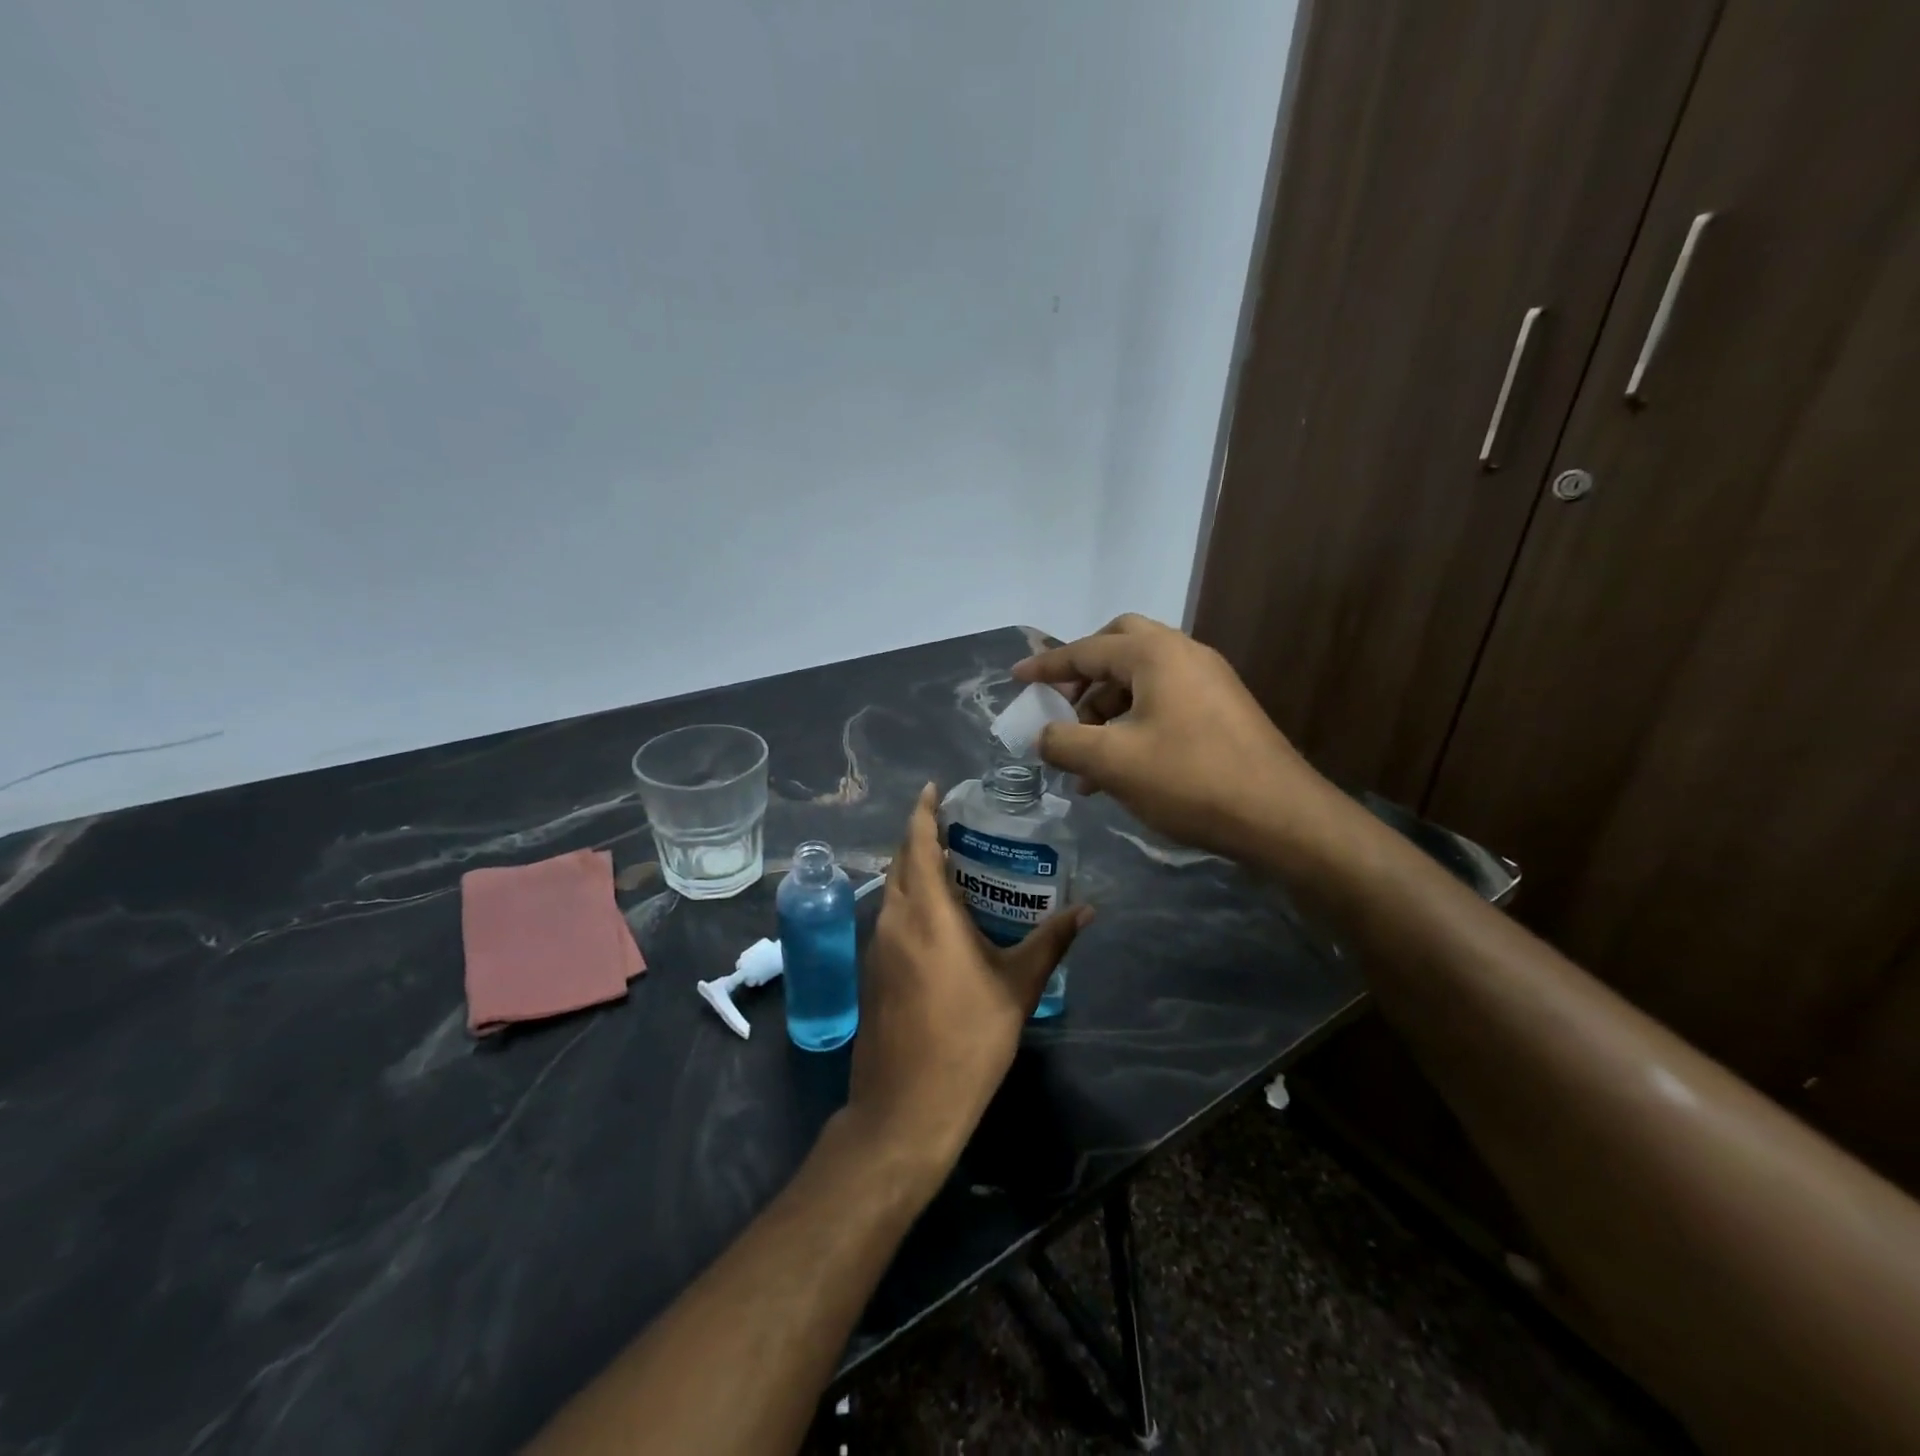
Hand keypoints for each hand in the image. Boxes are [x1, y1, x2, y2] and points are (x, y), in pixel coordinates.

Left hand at [846, 784, 1089, 1183]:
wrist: (906, 1106)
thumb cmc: (967, 1040)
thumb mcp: (1017, 987)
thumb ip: (1050, 942)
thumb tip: (1088, 909)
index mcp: (925, 913)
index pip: (917, 843)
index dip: (923, 811)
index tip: (934, 788)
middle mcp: (892, 919)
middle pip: (901, 861)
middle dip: (921, 837)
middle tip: (957, 826)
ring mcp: (876, 945)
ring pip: (892, 889)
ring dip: (914, 869)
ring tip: (954, 865)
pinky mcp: (872, 970)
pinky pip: (890, 916)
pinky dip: (909, 899)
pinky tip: (939, 916)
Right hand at [1013, 613, 1331, 862]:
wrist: (1279, 816)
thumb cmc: (1189, 779)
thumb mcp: (1112, 762)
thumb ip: (1064, 742)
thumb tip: (1044, 736)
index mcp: (1154, 654)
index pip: (1085, 650)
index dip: (1045, 667)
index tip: (1015, 679)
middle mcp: (1183, 654)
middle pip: (1117, 647)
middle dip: (1083, 678)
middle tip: (1062, 710)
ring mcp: (1207, 680)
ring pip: (1140, 680)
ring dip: (1105, 711)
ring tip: (1085, 762)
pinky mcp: (1220, 710)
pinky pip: (1162, 702)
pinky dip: (1132, 724)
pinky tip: (1120, 770)